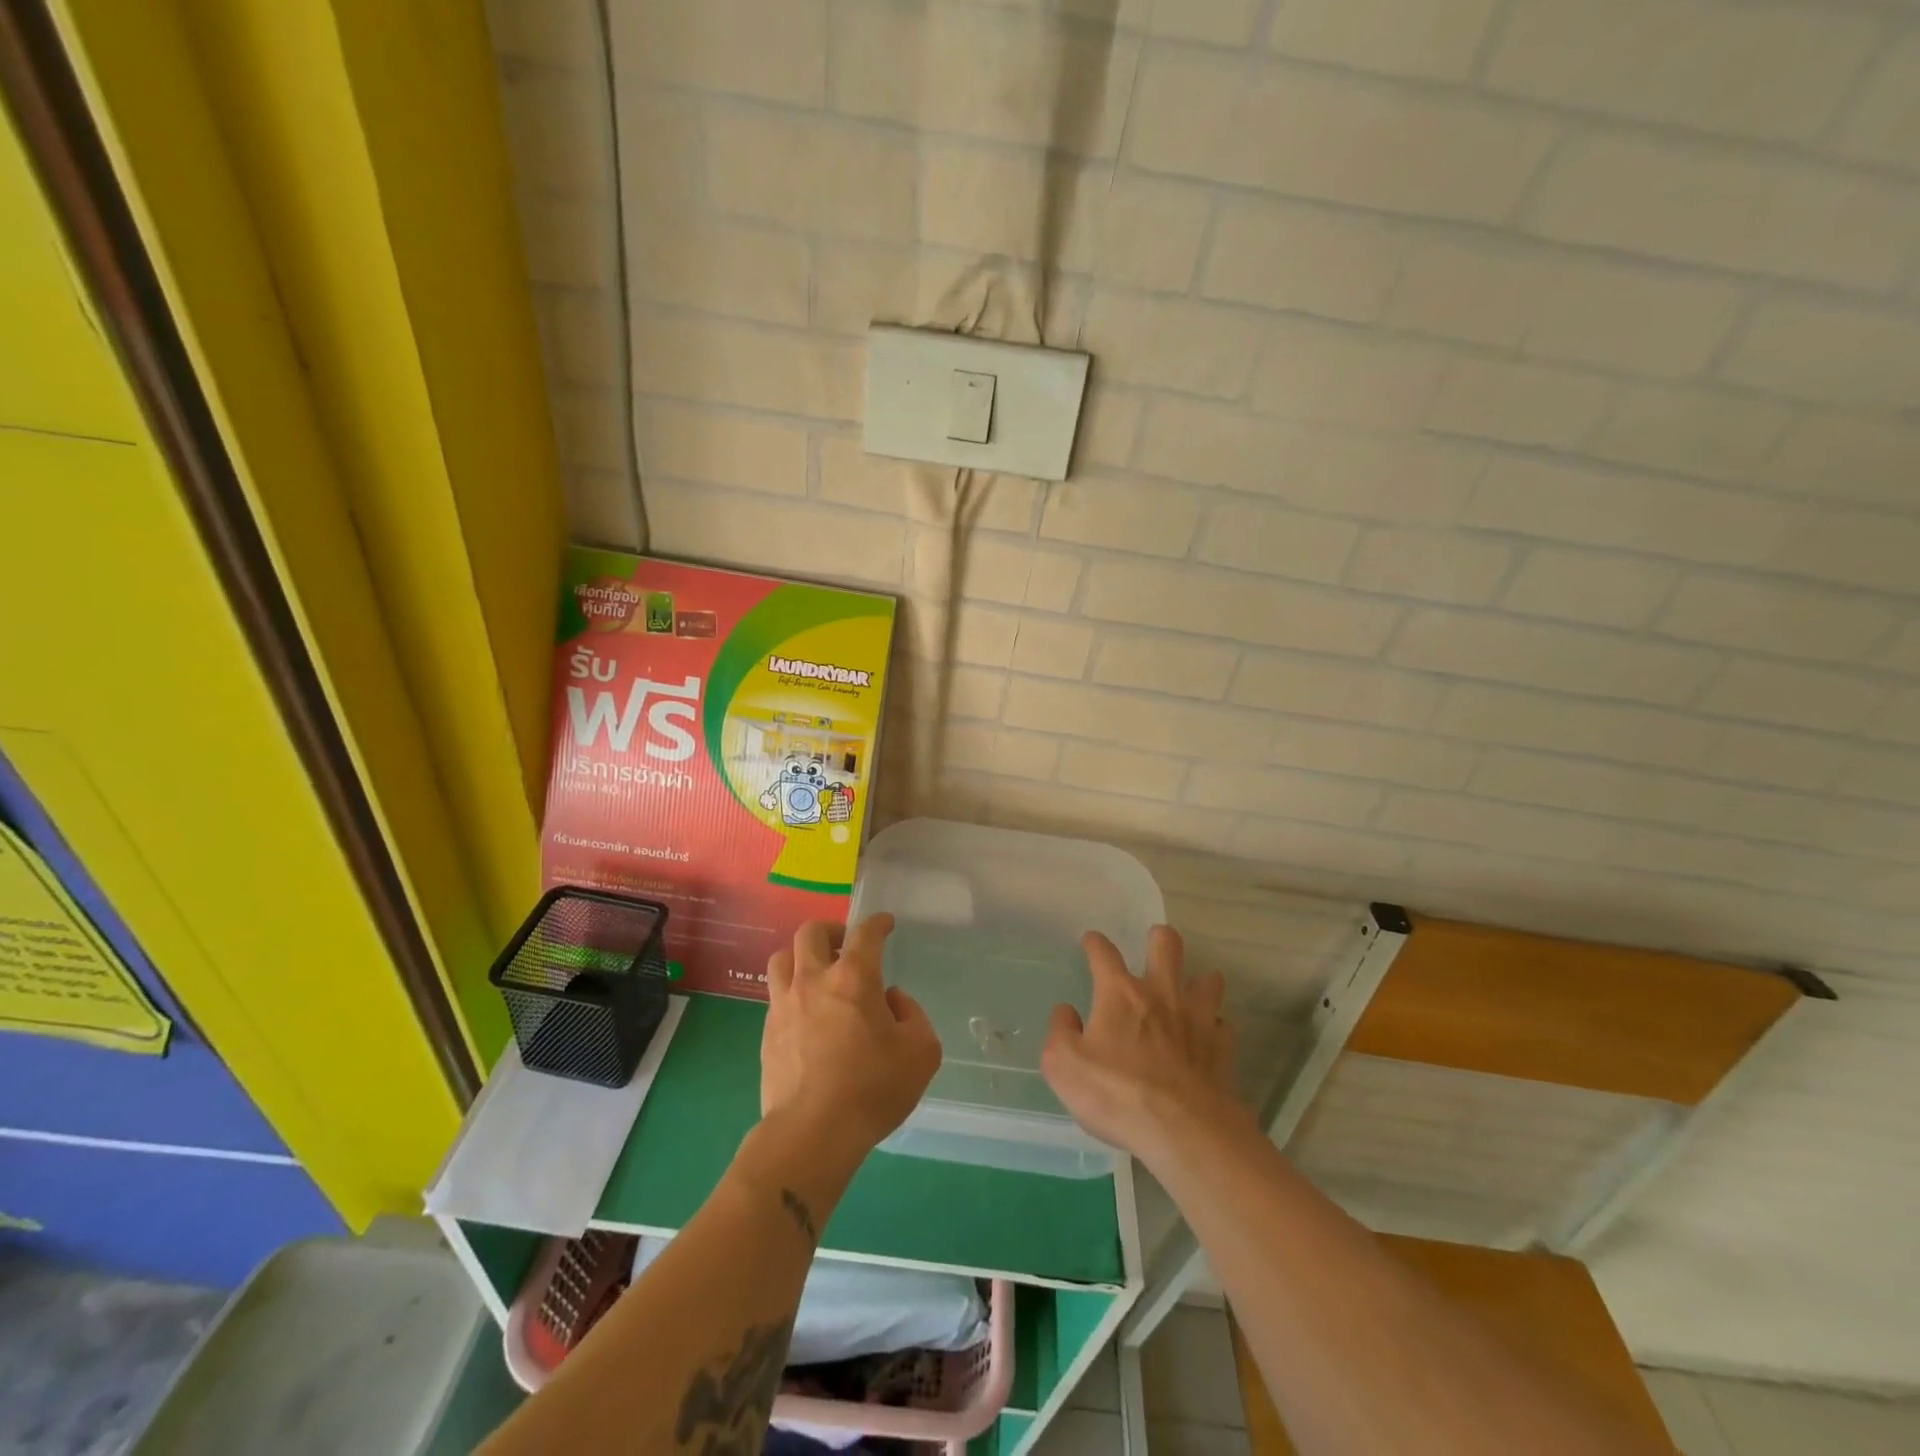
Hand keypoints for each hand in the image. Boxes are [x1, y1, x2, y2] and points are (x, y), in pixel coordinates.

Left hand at [760, 916, 941, 1172]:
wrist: (811, 1134)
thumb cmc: (872, 1089)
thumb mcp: (921, 1052)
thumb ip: (913, 1016)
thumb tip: (891, 1001)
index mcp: (854, 978)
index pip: (865, 933)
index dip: (877, 923)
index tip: (885, 924)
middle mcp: (814, 980)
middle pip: (810, 932)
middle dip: (831, 930)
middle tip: (846, 946)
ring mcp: (784, 1005)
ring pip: (782, 958)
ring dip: (802, 956)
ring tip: (818, 973)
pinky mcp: (767, 1032)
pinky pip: (776, 995)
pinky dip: (792, 991)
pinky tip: (806, 1013)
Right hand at [1041, 926, 1248, 1168]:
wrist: (1183, 1131)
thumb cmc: (1116, 1094)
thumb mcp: (1063, 1066)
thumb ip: (1060, 1032)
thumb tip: (1067, 1012)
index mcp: (1119, 993)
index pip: (1104, 953)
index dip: (1095, 943)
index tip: (1091, 942)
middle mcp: (1160, 993)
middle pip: (1167, 944)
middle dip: (1160, 939)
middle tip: (1153, 948)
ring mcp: (1197, 1018)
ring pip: (1207, 979)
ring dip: (1197, 982)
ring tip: (1187, 993)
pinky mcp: (1222, 1048)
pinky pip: (1221, 1024)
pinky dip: (1213, 1027)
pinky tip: (1204, 1039)